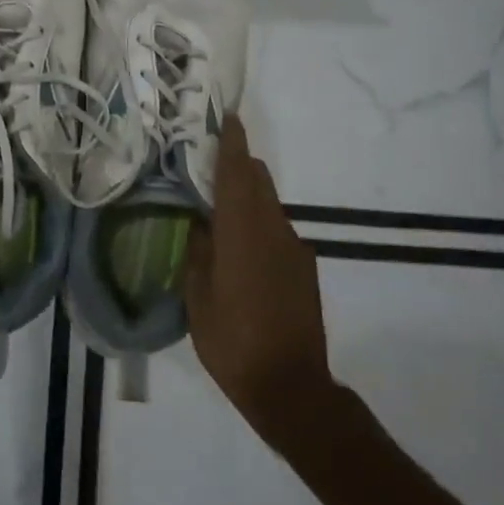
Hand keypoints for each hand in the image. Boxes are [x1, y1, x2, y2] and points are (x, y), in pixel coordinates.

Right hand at [186, 115, 333, 441]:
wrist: (292, 387)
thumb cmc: (233, 343)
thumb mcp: (198, 299)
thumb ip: (198, 253)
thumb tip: (199, 224)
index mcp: (242, 233)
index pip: (237, 174)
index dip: (232, 143)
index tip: (227, 117)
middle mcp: (273, 230)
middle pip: (258, 181)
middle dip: (238, 165)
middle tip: (210, 164)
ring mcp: (294, 248)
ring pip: (269, 204)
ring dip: (248, 196)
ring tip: (221, 212)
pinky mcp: (305, 268)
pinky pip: (278, 230)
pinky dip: (259, 224)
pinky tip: (243, 253)